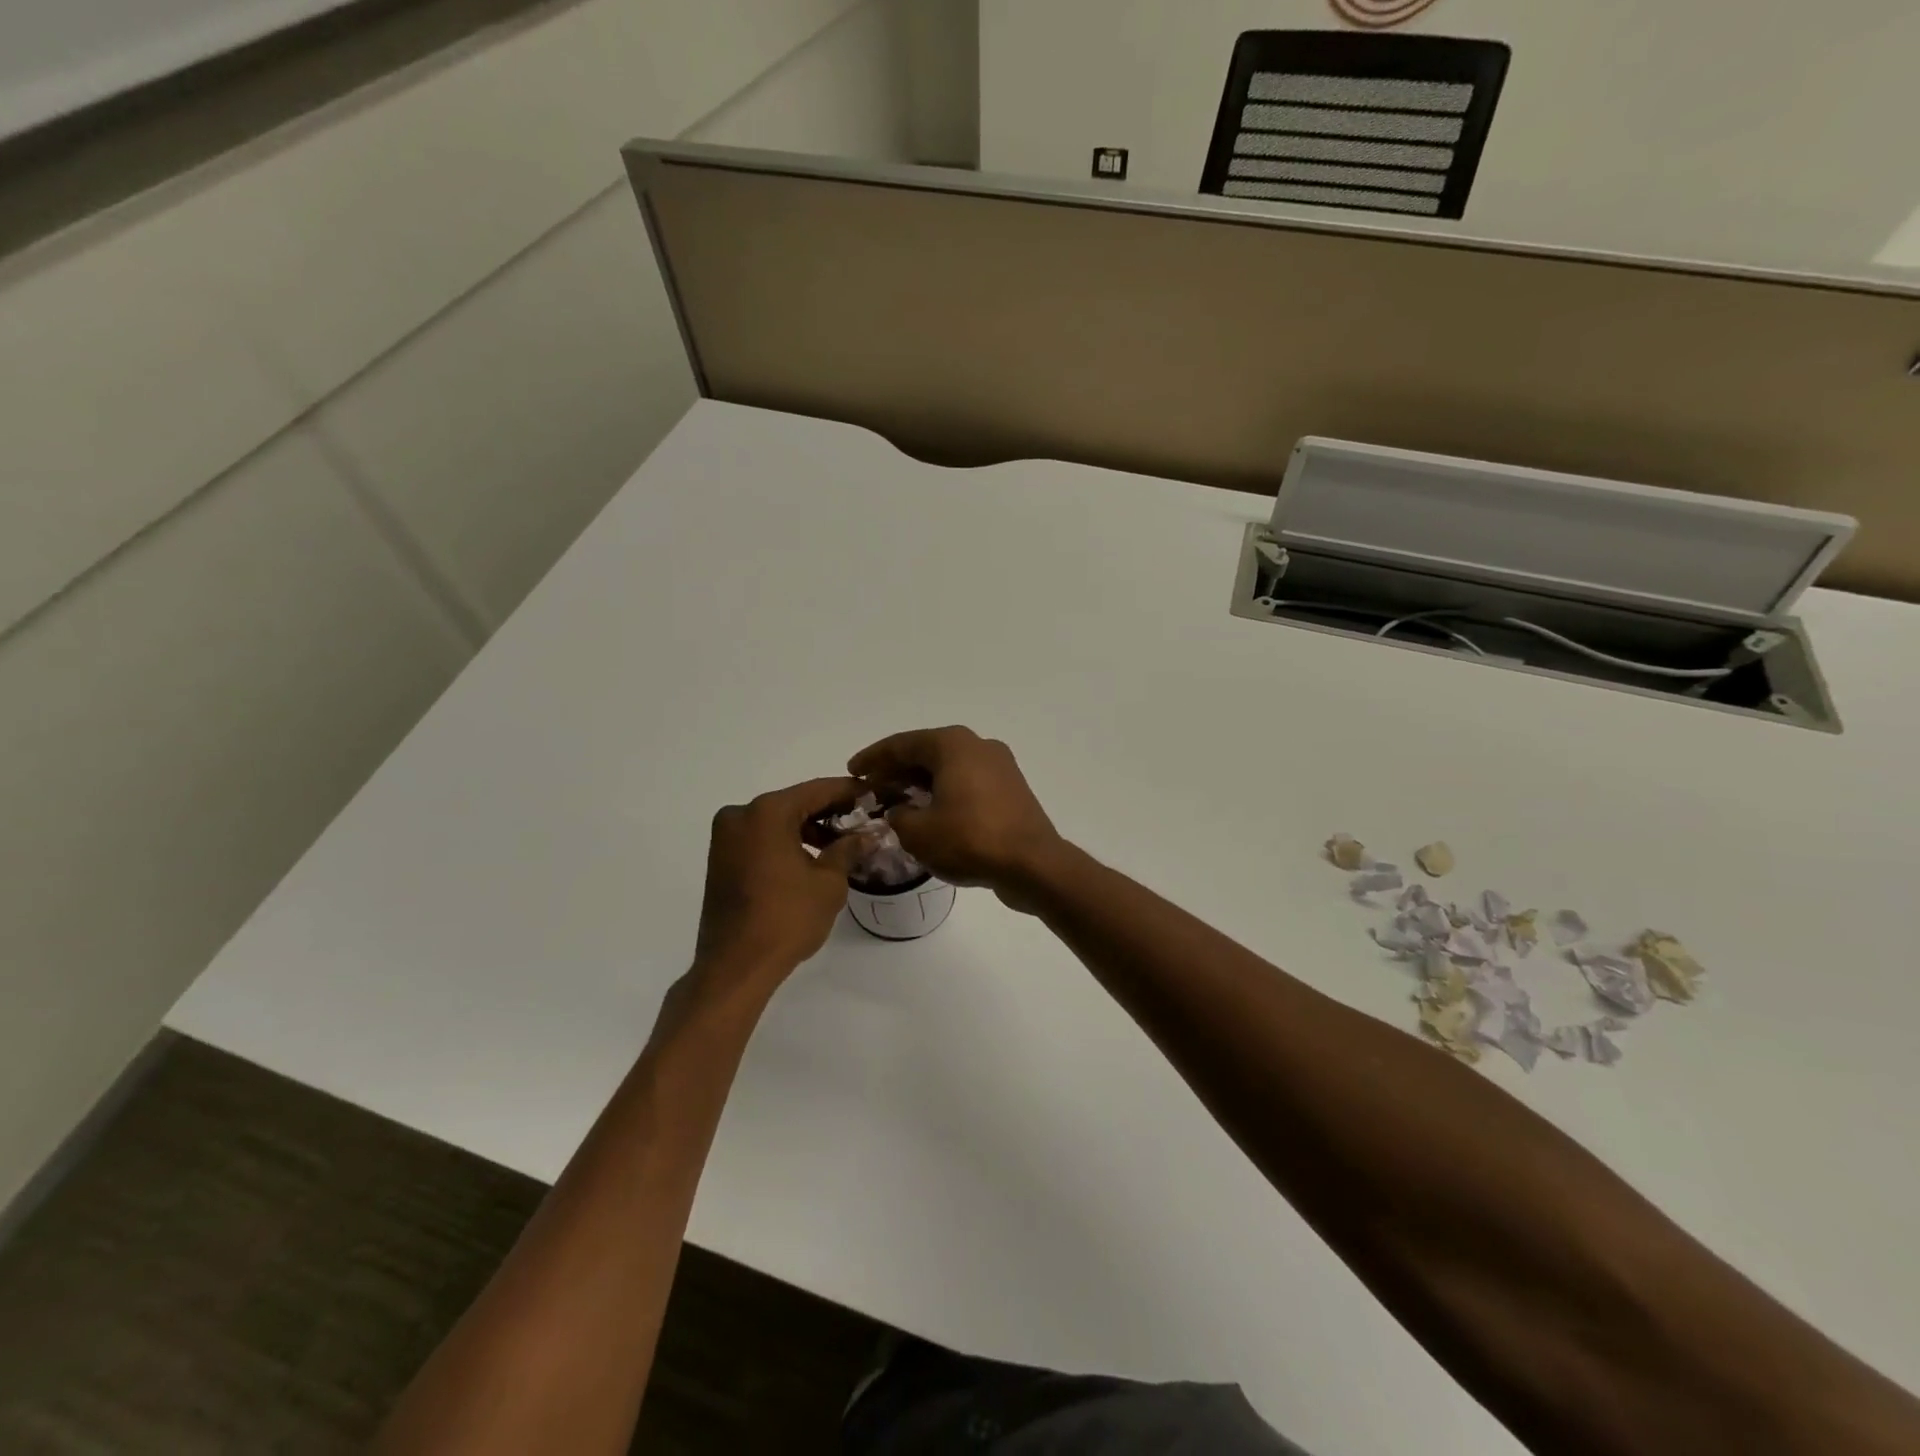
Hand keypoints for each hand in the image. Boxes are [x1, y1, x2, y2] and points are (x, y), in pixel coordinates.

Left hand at [693, 777, 866, 990]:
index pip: (817, 790)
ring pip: (777, 821)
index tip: (874, 793)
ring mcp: (726, 838)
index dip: (849, 792)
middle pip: (795, 803)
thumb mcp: (828, 883)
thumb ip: (847, 850)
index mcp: (767, 812)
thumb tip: (866, 835)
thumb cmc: (787, 918)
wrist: (735, 966)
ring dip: (808, 828)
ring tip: (842, 844)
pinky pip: (761, 838)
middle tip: (863, 820)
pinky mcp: (721, 859)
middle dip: (829, 811)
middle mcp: (741, 815)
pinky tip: (812, 857)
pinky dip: (786, 842)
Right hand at [848, 728, 1066, 910]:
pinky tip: (930, 814)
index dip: (873, 759)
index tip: (852, 771)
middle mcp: (977, 745)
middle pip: (926, 753)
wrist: (1033, 864)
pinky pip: (967, 783)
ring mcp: (999, 766)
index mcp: (952, 744)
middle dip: (896, 771)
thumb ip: (899, 816)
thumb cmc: (970, 840)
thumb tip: (902, 811)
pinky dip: (944, 793)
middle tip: (871, 789)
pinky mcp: (1010, 789)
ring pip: (948, 768)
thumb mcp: (918, 832)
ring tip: (895, 803)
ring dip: (920, 783)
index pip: (902, 744)